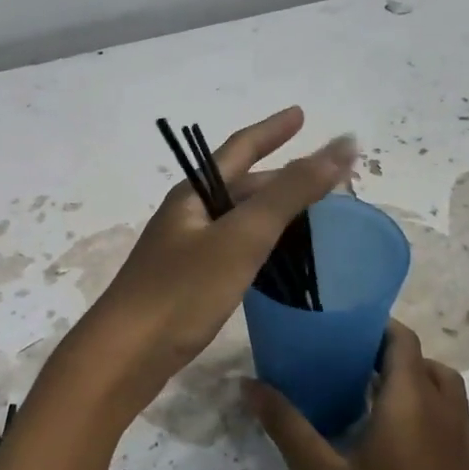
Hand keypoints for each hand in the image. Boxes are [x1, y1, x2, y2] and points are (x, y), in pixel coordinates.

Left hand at [66, 107, 355, 418]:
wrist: (126, 355)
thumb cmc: (183, 290)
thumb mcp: (242, 237)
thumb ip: (292, 192)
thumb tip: (342, 144)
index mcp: (193, 195)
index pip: (239, 148)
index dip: (273, 130)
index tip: (301, 114)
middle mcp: (187, 216)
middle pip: (240, 186)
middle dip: (280, 179)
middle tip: (324, 183)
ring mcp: (183, 251)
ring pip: (237, 222)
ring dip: (273, 216)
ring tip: (312, 220)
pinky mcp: (186, 285)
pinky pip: (232, 252)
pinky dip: (260, 249)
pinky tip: (277, 263)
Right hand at [250, 322, 468, 469]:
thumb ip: (286, 425)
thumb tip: (249, 384)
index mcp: (412, 406)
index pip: (403, 341)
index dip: (374, 329)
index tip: (338, 334)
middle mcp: (449, 416)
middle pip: (426, 363)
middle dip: (390, 358)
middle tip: (346, 371)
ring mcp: (468, 448)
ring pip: (446, 393)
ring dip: (414, 386)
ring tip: (370, 406)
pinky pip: (454, 424)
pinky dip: (430, 416)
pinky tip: (396, 449)